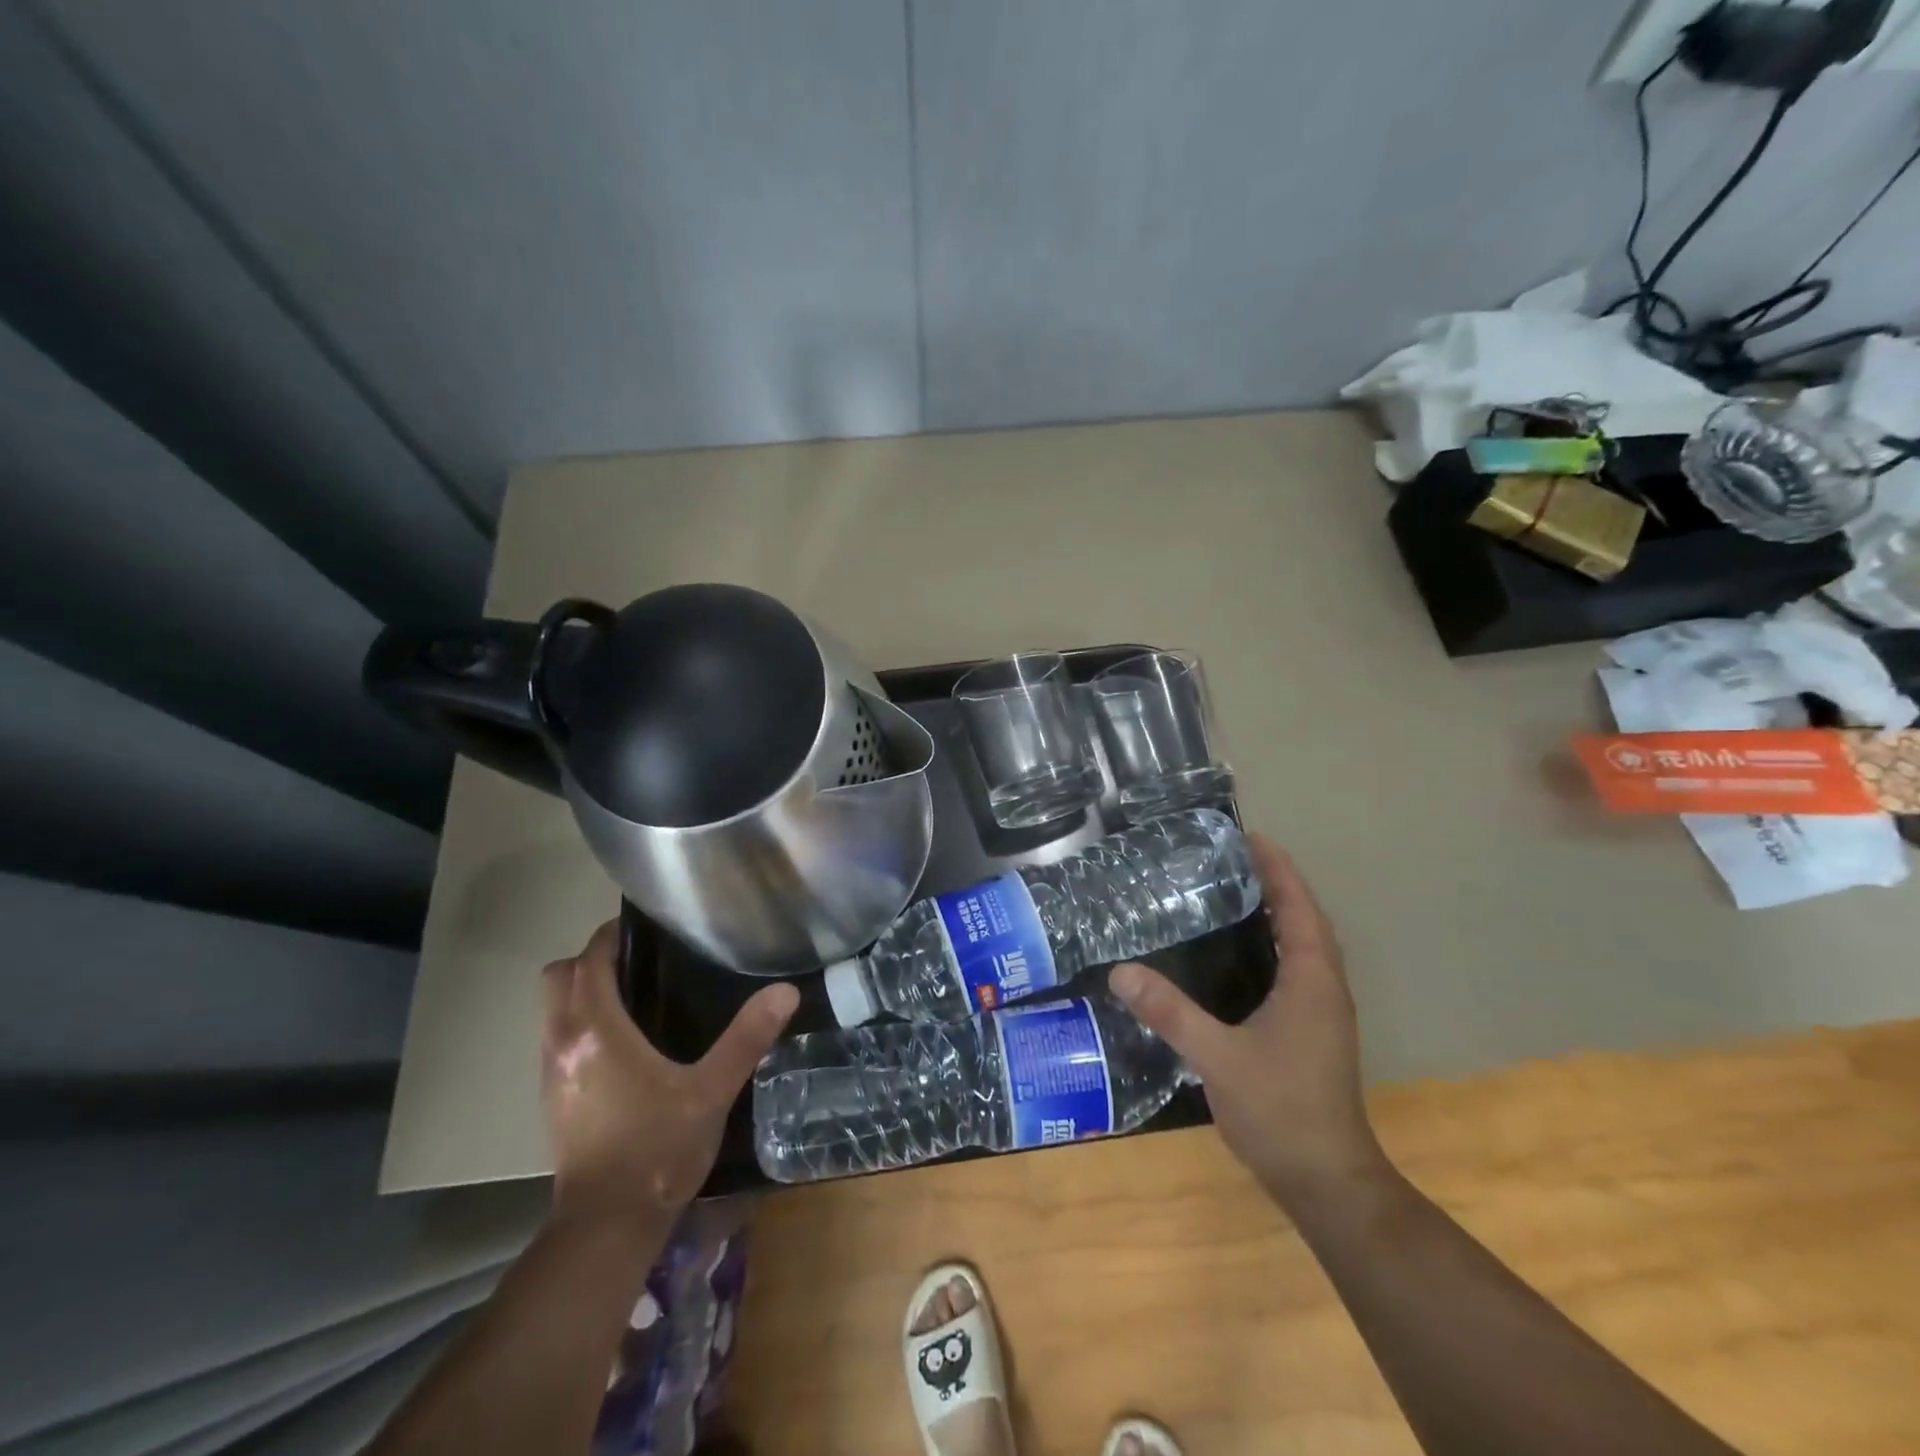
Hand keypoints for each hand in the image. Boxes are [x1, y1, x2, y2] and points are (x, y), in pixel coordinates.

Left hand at [541, 921, 797, 1230]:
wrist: (606, 1226)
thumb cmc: (657, 1149)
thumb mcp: (712, 1090)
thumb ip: (747, 1037)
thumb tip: (785, 991)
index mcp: (596, 1031)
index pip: (588, 961)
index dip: (610, 937)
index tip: (643, 928)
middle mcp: (563, 1043)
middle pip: (557, 978)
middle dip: (590, 960)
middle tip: (638, 961)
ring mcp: (551, 1074)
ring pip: (552, 1010)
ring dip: (580, 992)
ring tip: (633, 995)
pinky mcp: (552, 1100)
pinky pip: (557, 1038)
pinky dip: (579, 1023)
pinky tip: (621, 1044)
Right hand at [1109, 833, 1388, 1210]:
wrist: (1327, 1181)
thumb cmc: (1281, 1111)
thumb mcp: (1218, 1058)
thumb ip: (1170, 1013)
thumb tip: (1121, 971)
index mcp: (1312, 982)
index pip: (1299, 909)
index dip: (1278, 870)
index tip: (1250, 836)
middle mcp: (1323, 988)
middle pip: (1304, 920)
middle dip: (1275, 884)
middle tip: (1230, 858)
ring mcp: (1321, 1013)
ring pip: (1303, 946)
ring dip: (1277, 913)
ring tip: (1231, 891)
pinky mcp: (1312, 1032)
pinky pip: (1295, 969)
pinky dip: (1273, 945)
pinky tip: (1237, 954)